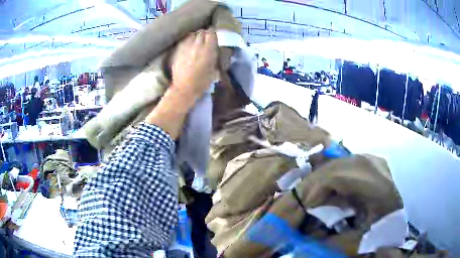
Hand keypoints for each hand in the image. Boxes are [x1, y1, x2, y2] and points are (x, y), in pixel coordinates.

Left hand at [171, 29, 218, 100]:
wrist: (184, 88)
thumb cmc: (201, 82)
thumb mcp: (214, 71)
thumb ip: (215, 59)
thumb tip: (215, 54)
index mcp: (208, 50)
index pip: (211, 33)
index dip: (213, 34)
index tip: (213, 36)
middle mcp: (197, 45)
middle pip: (201, 32)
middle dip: (204, 34)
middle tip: (205, 38)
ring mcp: (186, 47)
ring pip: (191, 35)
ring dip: (195, 36)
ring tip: (195, 41)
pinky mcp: (177, 51)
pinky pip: (183, 41)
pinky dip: (187, 41)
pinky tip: (187, 46)